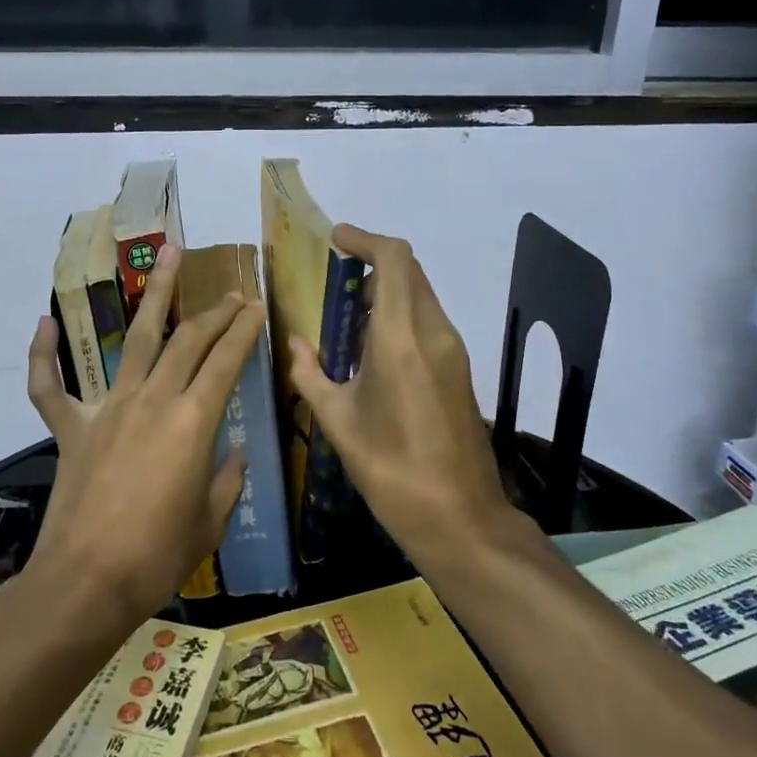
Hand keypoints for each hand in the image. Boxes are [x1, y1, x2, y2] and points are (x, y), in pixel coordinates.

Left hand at [25, 244, 266, 624]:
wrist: (87, 581)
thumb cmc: (158, 556)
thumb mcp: (210, 521)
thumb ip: (227, 480)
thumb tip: (236, 454)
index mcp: (194, 422)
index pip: (227, 360)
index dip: (245, 330)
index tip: (257, 307)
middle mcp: (153, 400)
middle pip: (188, 340)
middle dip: (215, 312)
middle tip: (232, 293)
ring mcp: (108, 408)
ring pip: (134, 338)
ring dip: (154, 294)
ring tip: (169, 255)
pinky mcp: (71, 427)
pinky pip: (48, 385)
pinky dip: (43, 355)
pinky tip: (44, 324)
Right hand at [286, 225, 515, 563]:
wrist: (460, 517)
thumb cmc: (391, 471)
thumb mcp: (338, 422)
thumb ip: (310, 374)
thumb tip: (295, 343)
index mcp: (401, 339)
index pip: (395, 260)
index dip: (366, 239)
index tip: (336, 240)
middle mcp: (434, 333)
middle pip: (410, 272)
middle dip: (374, 263)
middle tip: (335, 279)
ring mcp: (454, 351)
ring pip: (421, 295)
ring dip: (387, 290)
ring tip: (347, 315)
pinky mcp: (460, 370)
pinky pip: (428, 321)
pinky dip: (399, 315)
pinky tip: (372, 348)